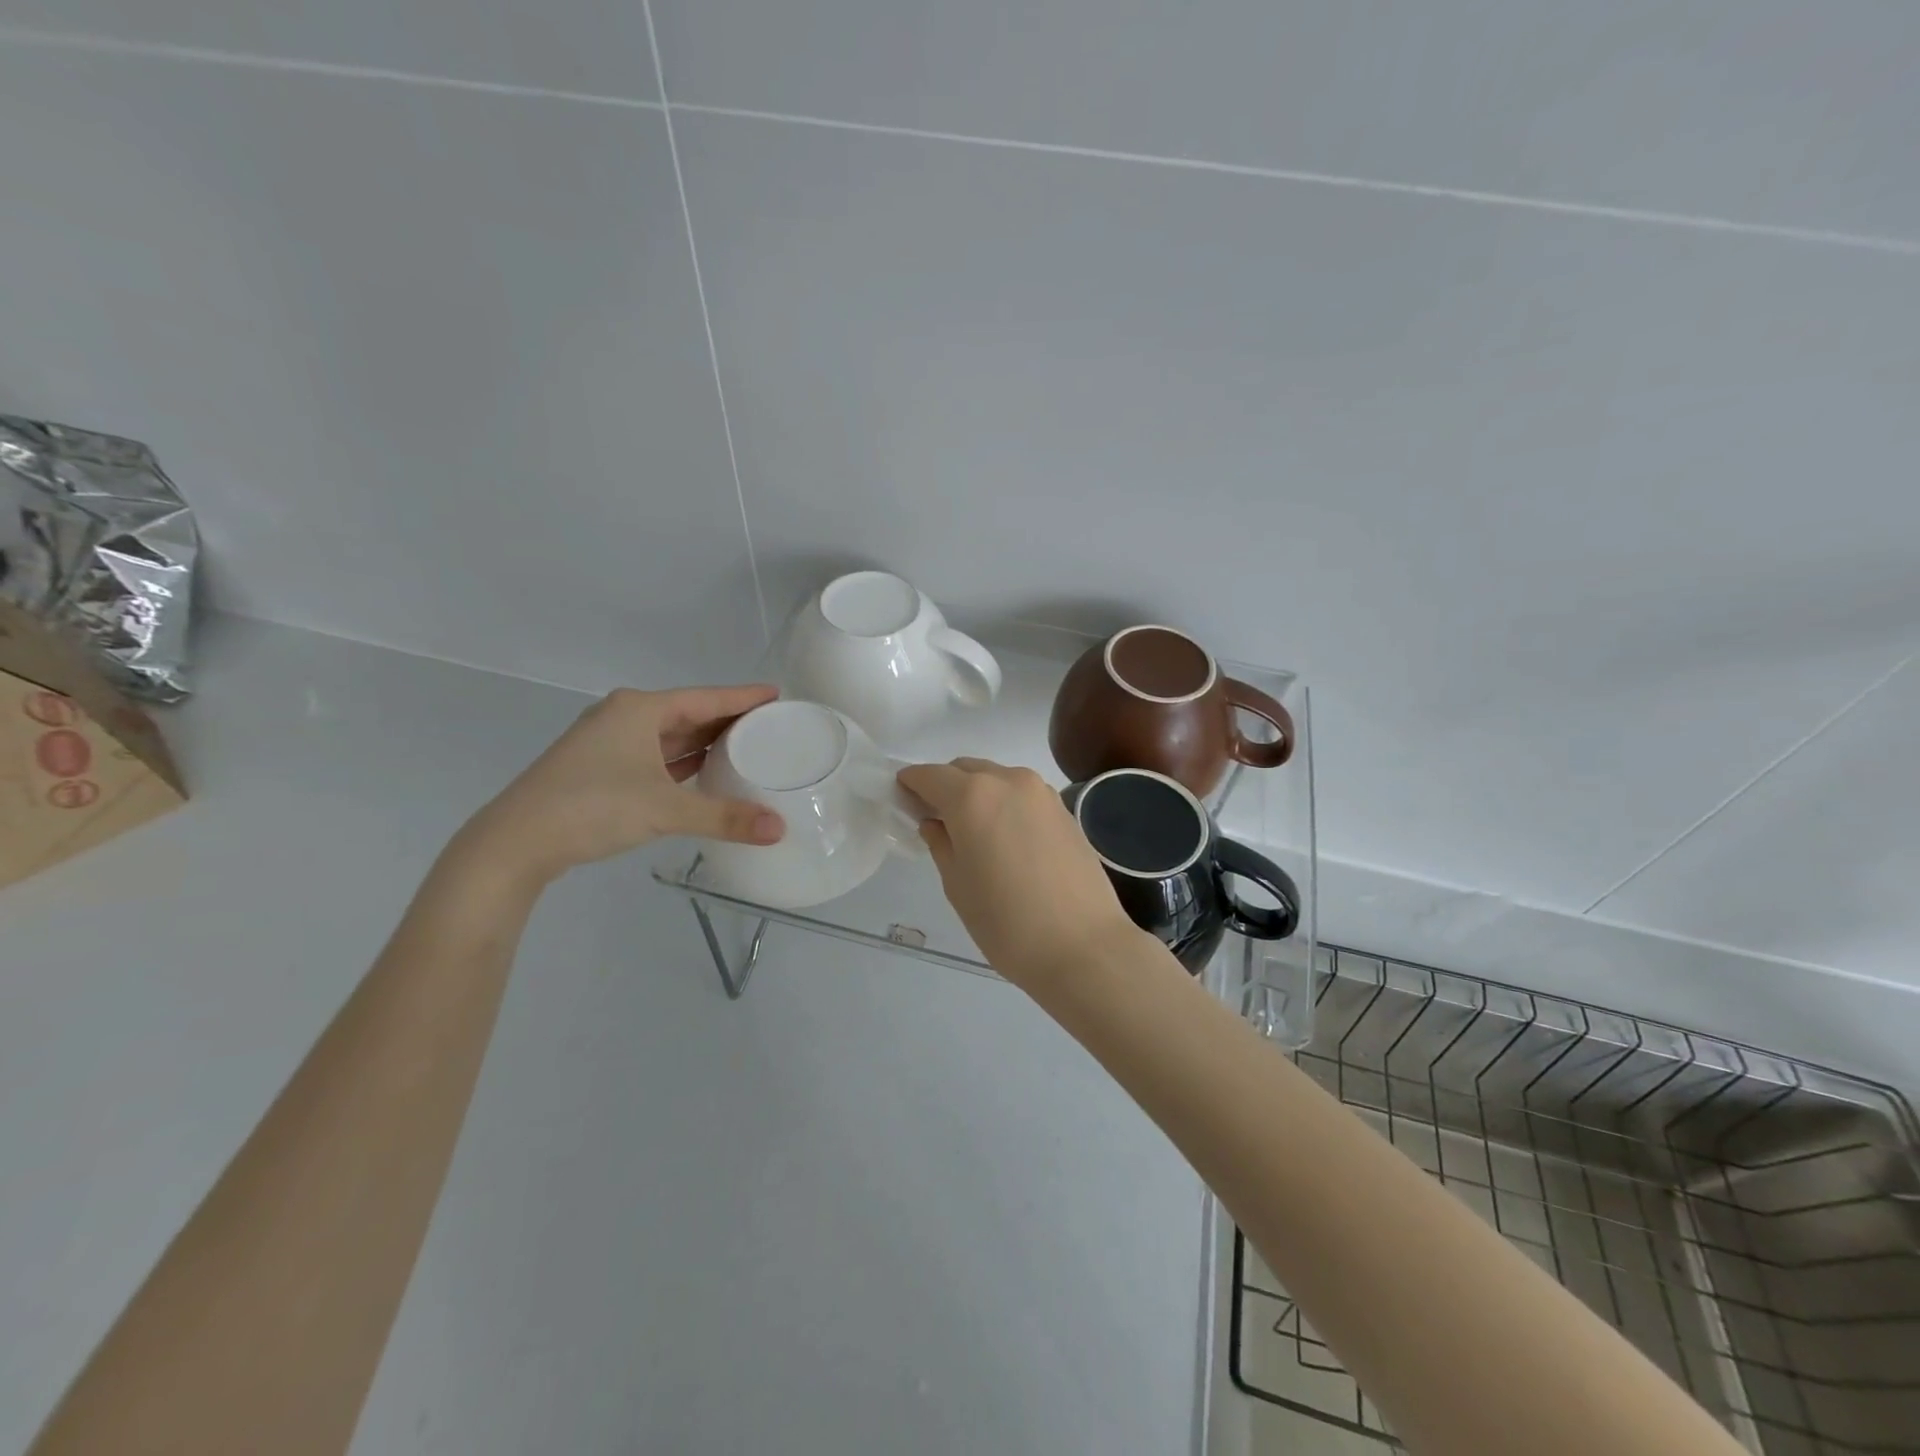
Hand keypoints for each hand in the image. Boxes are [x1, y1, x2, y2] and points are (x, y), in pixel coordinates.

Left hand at [461, 685, 785, 887]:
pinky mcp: (600, 769)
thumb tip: (780, 829)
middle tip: (769, 725)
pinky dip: (682, 762)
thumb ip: (724, 817)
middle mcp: (624, 717)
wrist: (515, 841)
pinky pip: (655, 756)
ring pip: (670, 736)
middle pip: (689, 714)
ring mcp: (608, 743)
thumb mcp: (666, 809)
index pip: (706, 697)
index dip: (743, 697)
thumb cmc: (593, 806)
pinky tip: (703, 772)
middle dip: (727, 720)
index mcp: (640, 710)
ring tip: (745, 747)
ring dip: (704, 742)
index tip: (777, 695)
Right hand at [897, 757, 1142, 990]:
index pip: (931, 775)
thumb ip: (941, 843)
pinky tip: (1005, 838)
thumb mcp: (957, 885)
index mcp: (973, 796)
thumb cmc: (1006, 922)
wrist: (1083, 947)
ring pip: (997, 778)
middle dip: (945, 785)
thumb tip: (935, 823)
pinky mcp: (1065, 810)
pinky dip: (1005, 804)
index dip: (911, 783)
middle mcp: (1009, 781)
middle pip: (965, 769)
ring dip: (977, 792)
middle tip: (934, 818)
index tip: (901, 798)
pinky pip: (1022, 795)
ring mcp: (1042, 793)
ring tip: (972, 831)